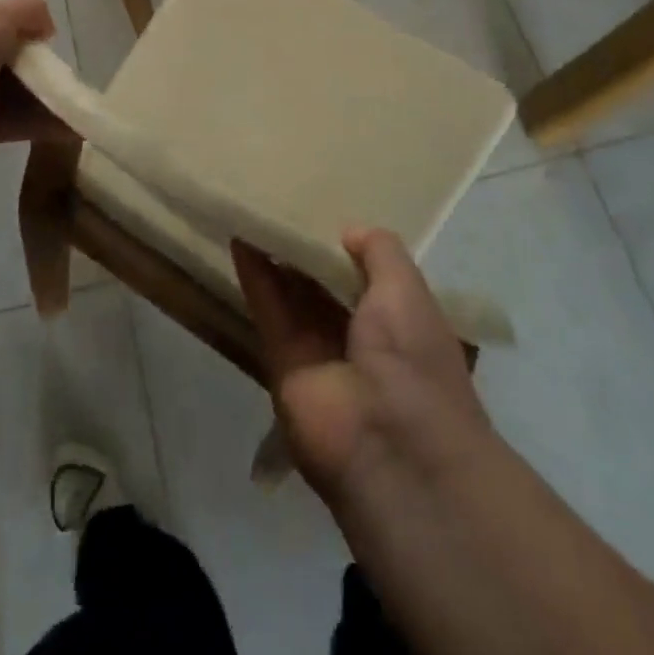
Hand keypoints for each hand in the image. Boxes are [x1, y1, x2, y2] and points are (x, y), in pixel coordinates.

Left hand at [0, 0, 70, 167]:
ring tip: (83, 104)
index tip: (51, 37)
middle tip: (71, 74)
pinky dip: (49, 124)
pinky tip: (76, 126)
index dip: (30, 26)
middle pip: (18, 57)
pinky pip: (23, 121)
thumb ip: (29, 10)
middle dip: (46, 65)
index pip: (3, 18)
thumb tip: (47, 28)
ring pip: (24, 91)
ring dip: (53, 97)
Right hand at [233, 228, 492, 505]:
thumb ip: (380, 252)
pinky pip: (268, 311)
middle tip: (280, 205)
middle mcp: (360, 339)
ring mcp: (320, 354)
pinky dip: (254, 277)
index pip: (368, 277)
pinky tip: (240, 238)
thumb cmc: (413, 359)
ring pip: (292, 296)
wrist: (391, 449)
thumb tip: (348, 230)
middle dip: (305, 251)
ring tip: (253, 212)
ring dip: (274, 258)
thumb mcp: (407, 290)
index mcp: (400, 323)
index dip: (345, 247)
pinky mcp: (282, 365)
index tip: (321, 210)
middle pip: (324, 286)